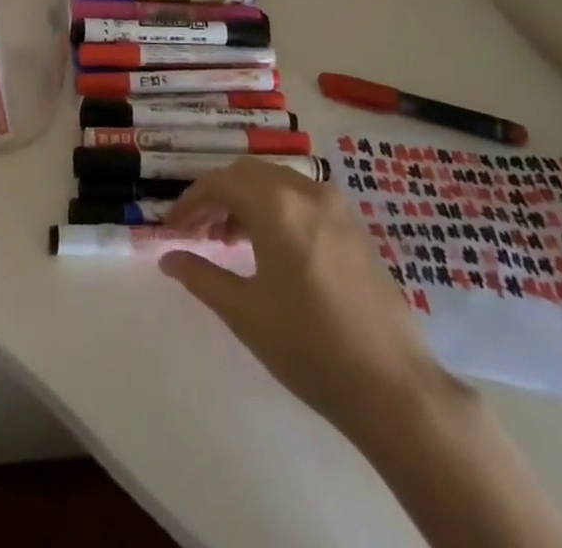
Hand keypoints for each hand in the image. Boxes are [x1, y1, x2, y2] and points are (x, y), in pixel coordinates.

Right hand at [160, 159, 455, 438]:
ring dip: (247, 200)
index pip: (219, 183)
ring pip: (276, 182)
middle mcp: (305, 191)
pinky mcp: (354, 225)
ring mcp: (335, 206)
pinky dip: (276, 208)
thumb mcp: (245, 313)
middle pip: (247, 174)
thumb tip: (168, 258)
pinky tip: (272, 248)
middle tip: (197, 232)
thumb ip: (201, 276)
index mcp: (276, 205)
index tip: (172, 229)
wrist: (393, 386)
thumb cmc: (309, 348)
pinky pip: (302, 198)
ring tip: (229, 241)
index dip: (190, 202)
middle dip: (217, 197)